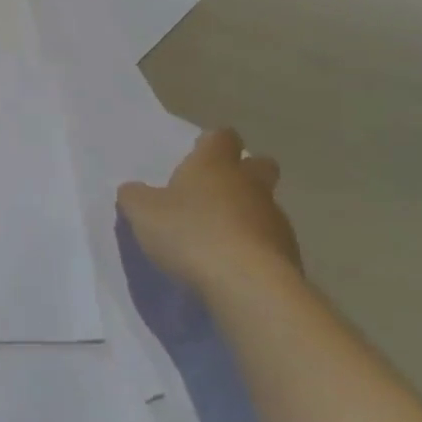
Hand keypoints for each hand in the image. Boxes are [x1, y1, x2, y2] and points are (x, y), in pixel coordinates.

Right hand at [118, 128, 301, 299]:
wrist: (248, 285)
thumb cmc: (190, 234)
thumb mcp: (143, 213)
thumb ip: (135, 197)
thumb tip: (133, 190)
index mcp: (214, 165)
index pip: (222, 137)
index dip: (212, 143)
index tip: (198, 154)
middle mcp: (249, 184)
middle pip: (259, 165)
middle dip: (245, 172)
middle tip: (217, 190)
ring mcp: (275, 219)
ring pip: (265, 205)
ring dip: (248, 214)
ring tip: (219, 237)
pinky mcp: (289, 254)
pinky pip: (271, 241)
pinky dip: (255, 247)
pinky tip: (233, 265)